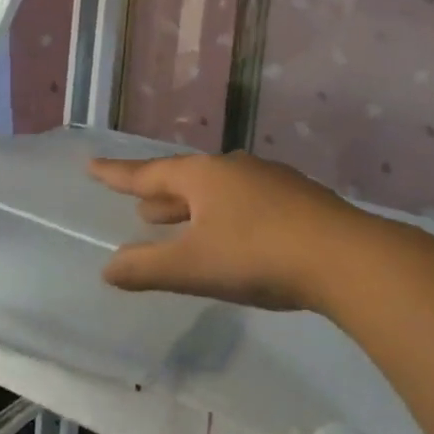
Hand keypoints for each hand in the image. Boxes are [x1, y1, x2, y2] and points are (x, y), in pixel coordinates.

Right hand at [88, 151, 371, 313]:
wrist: (342, 256)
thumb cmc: (256, 256)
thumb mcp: (193, 266)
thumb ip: (147, 268)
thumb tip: (107, 268)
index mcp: (203, 176)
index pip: (148, 173)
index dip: (117, 174)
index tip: (91, 165)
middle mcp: (234, 169)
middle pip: (186, 179)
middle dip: (160, 194)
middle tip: (139, 203)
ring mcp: (270, 180)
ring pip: (218, 190)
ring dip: (193, 205)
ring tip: (178, 219)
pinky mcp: (297, 199)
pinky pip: (246, 202)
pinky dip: (225, 214)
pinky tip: (235, 233)